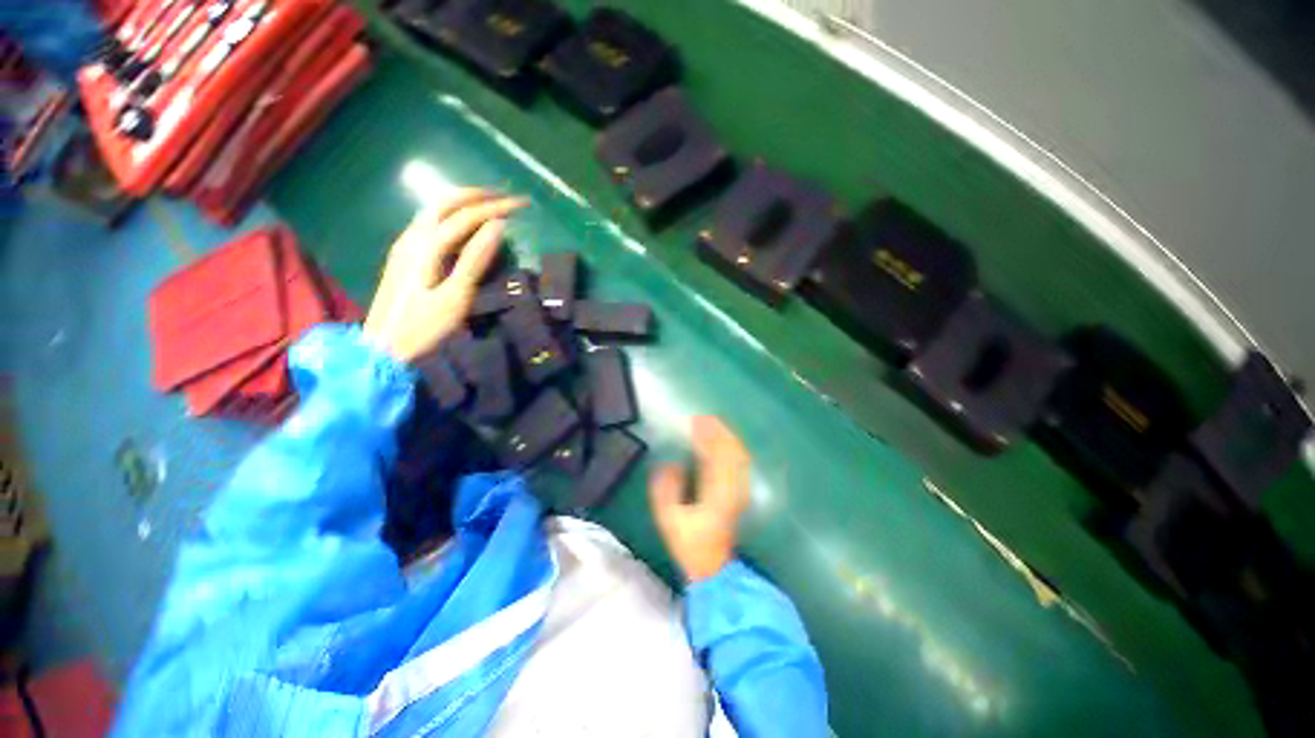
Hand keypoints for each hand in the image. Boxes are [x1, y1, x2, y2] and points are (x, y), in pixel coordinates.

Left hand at [363, 189, 526, 362]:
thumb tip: (497, 226)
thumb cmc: (425, 327)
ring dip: (462, 202)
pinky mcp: (404, 256)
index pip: (466, 216)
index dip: (495, 207)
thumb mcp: (456, 297)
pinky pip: (428, 223)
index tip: (521, 204)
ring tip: (488, 204)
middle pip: (444, 203)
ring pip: (433, 210)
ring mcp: (405, 246)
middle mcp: (412, 238)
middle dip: (476, 195)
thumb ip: (475, 259)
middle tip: (505, 197)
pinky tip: (461, 225)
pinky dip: (450, 215)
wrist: (384, 349)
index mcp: (427, 247)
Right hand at [648, 416, 751, 582]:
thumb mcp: (669, 520)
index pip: (714, 456)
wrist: (713, 565)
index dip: (706, 436)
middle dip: (718, 431)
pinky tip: (723, 442)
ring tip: (712, 424)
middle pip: (731, 451)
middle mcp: (732, 488)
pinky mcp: (741, 492)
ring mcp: (740, 490)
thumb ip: (666, 491)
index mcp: (716, 494)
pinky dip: (732, 447)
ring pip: (739, 455)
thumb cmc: (690, 543)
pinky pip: (740, 463)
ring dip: (726, 437)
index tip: (695, 421)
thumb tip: (669, 465)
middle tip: (703, 418)